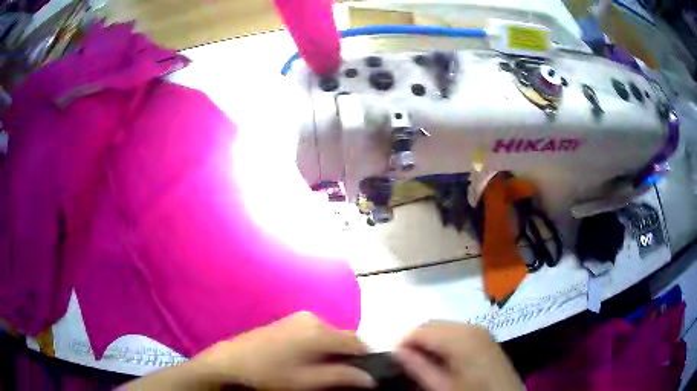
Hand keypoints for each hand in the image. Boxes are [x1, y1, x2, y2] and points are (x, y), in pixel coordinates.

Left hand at [193, 311, 375, 389]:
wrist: (233, 360)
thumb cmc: (272, 373)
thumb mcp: (309, 381)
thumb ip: (343, 377)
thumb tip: (371, 379)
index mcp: (320, 331)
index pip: (358, 342)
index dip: (366, 359)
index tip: (365, 376)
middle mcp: (314, 318)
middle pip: (345, 337)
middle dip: (350, 356)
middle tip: (343, 376)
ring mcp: (300, 317)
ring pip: (332, 335)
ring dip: (335, 351)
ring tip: (325, 370)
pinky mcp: (291, 320)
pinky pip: (318, 332)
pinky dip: (322, 345)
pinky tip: (310, 359)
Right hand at [393, 321, 523, 390]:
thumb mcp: (442, 387)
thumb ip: (418, 368)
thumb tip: (396, 352)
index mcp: (460, 339)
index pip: (420, 330)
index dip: (403, 342)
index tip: (394, 358)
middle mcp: (471, 327)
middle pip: (432, 325)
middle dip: (416, 340)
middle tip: (407, 362)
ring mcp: (480, 330)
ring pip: (443, 327)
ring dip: (429, 340)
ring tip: (422, 362)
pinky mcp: (485, 336)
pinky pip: (456, 331)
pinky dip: (443, 341)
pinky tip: (442, 359)